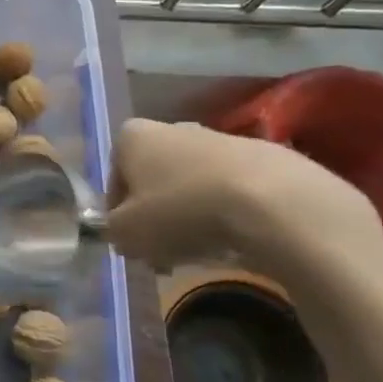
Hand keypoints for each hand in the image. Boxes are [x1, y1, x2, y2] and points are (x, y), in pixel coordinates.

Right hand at [104, 118, 382, 275]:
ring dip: (188, 217)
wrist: (269, 201)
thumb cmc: (180, 210)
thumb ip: (113, 232)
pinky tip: (232, 241)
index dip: (119, 214)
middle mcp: (171, 128)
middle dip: (155, 216)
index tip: (132, 241)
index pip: (114, 177)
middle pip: (153, 180)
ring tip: (198, 252)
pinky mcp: (260, 156)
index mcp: (132, 137)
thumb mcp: (126, 233)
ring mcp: (218, 139)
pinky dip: (224, 213)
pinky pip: (228, 190)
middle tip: (162, 251)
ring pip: (190, 186)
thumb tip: (122, 233)